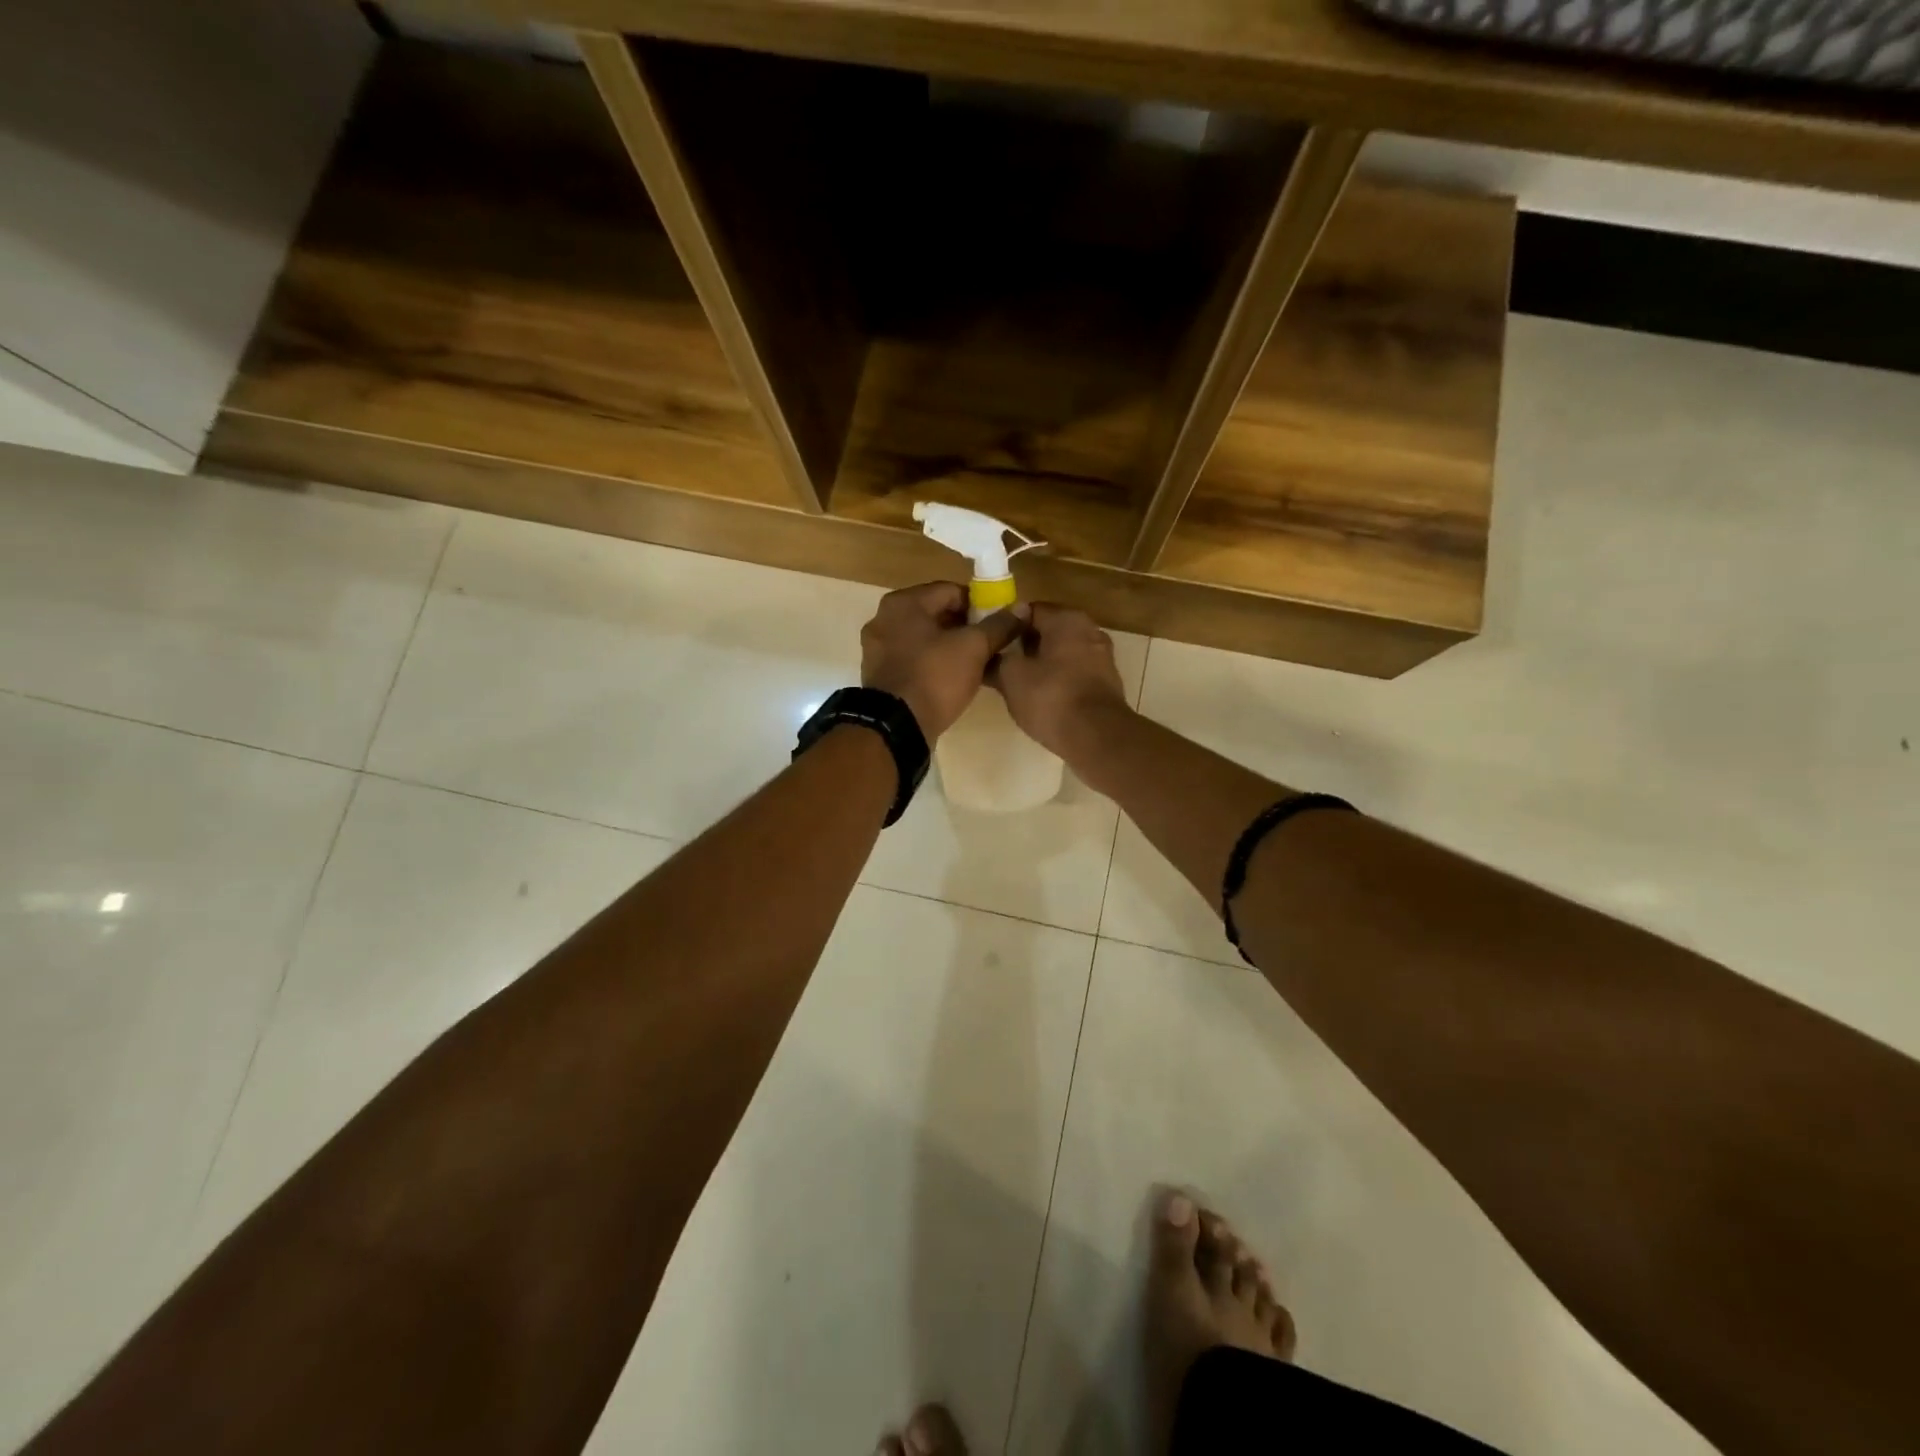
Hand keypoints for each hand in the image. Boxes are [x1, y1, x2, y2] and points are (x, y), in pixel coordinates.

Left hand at [860, 582, 1024, 739]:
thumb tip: (1021, 609)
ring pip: (924, 637)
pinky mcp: (879, 673)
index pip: (951, 591)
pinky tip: (951, 678)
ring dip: (949, 645)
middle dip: (964, 626)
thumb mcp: (974, 648)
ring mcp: (877, 647)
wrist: (896, 727)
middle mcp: (884, 618)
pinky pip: (912, 658)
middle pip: (935, 613)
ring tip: (974, 663)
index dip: (979, 605)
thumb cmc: (935, 677)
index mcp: (903, 602)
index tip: (998, 624)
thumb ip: (998, 625)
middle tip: (989, 644)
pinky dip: (931, 662)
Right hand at [990, 603, 1130, 759]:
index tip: (990, 643)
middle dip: (1024, 645)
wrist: (1097, 737)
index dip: (1005, 625)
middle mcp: (1089, 630)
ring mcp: (1102, 657)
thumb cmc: (1051, 698)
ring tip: (1018, 683)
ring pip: (1063, 653)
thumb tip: (986, 657)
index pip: (1027, 610)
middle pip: (1048, 631)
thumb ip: (996, 661)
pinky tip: (1043, 698)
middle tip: (1001, 664)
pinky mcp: (1107, 683)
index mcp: (1066, 619)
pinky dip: (1059, 680)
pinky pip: (1075, 673)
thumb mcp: (1011, 678)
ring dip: (1042, 664)